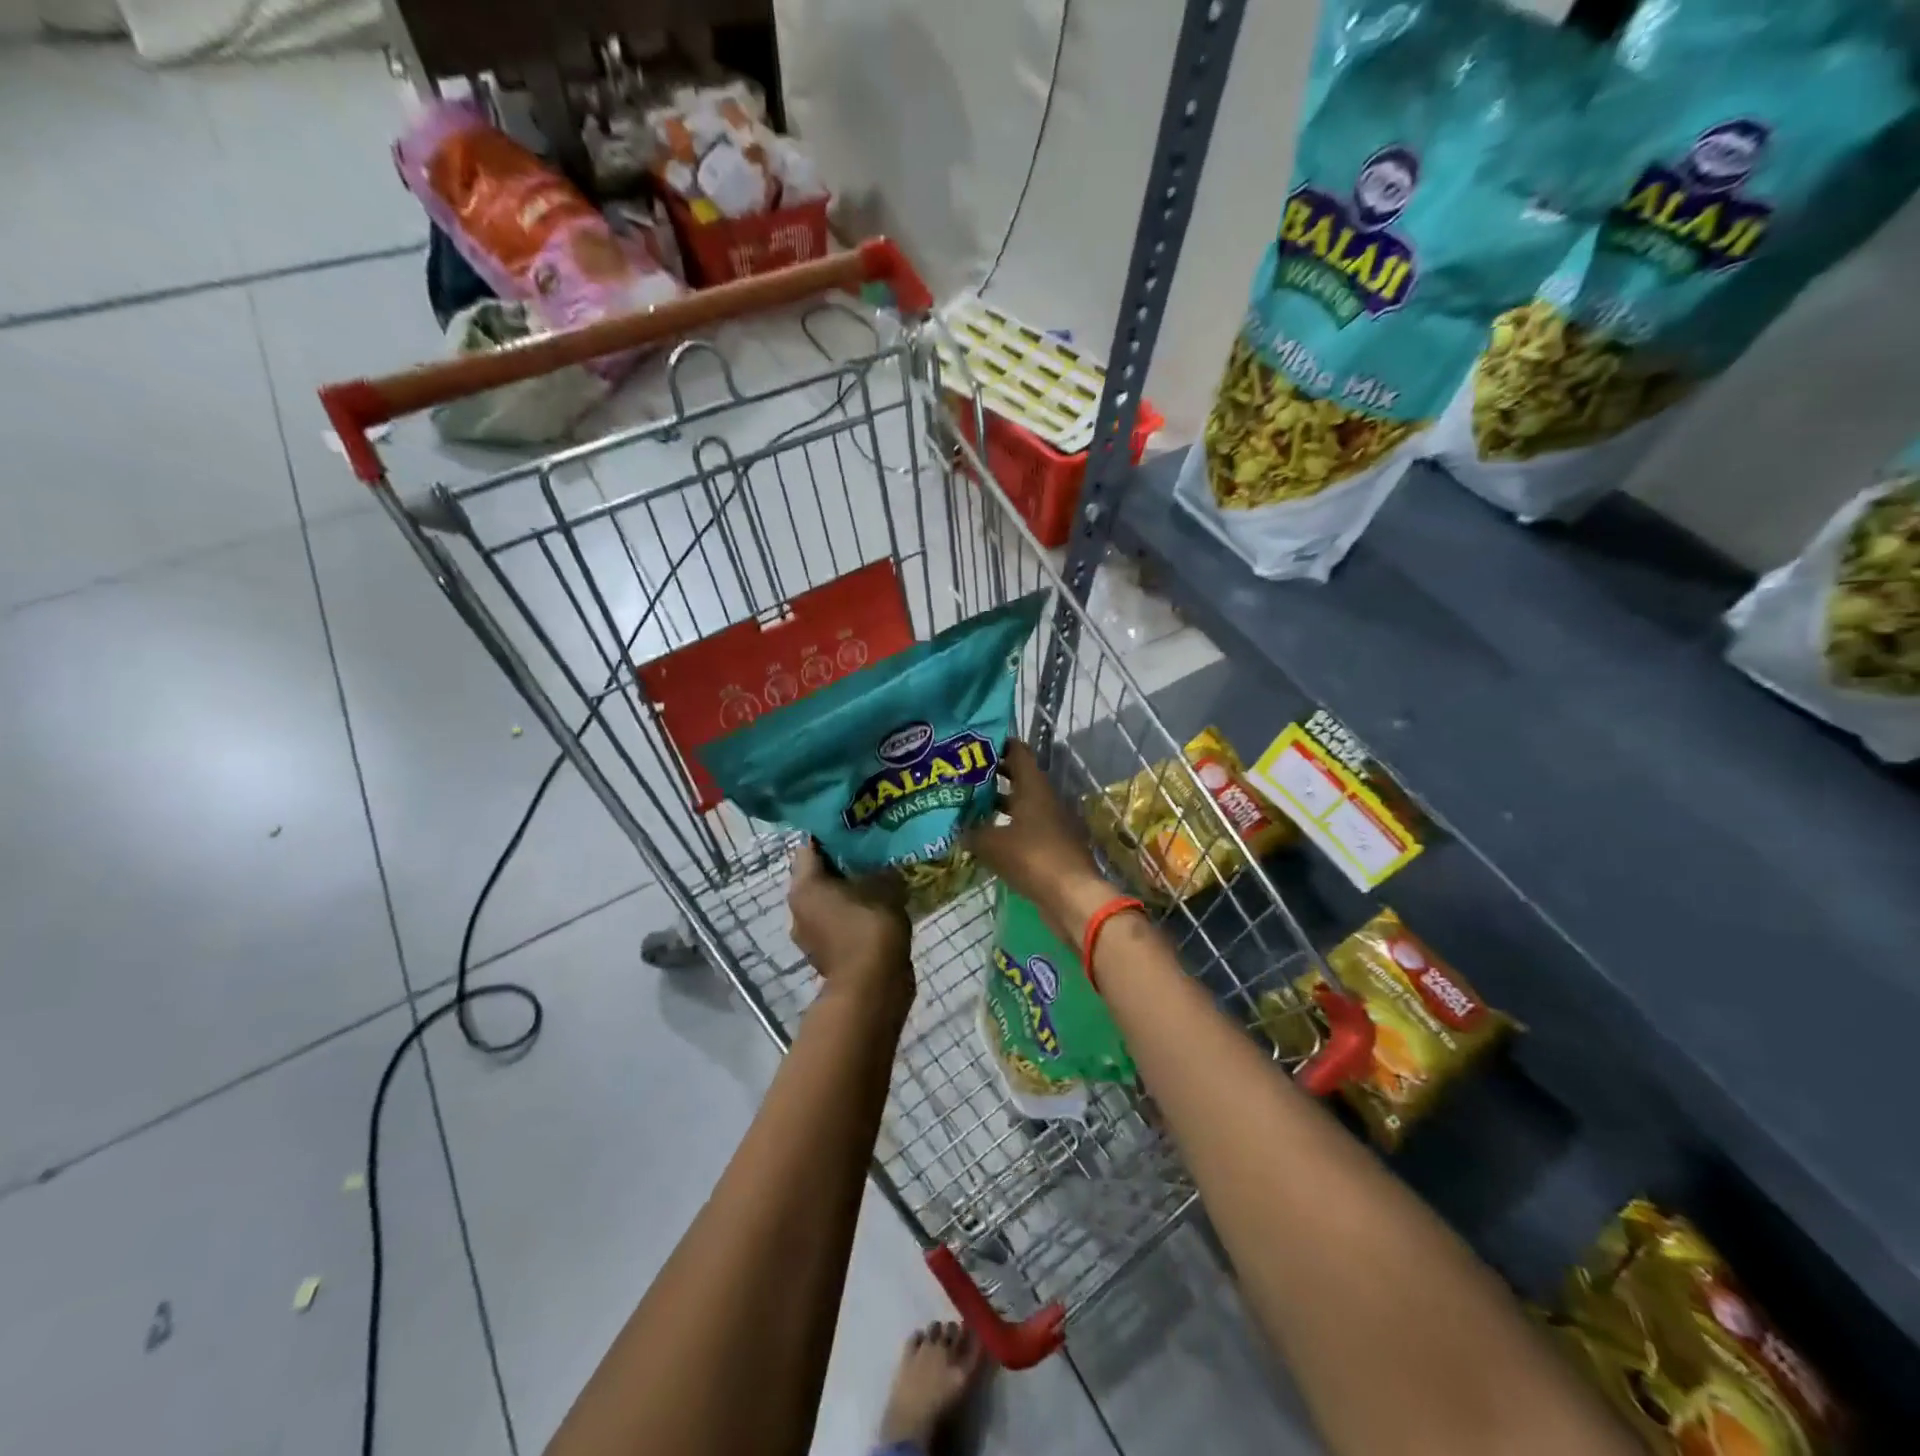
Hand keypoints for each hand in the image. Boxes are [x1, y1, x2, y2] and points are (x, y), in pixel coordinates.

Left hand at [788, 840, 912, 1004]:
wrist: (872, 988)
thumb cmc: (870, 927)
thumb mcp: (884, 885)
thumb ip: (881, 866)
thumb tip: (886, 858)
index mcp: (804, 886)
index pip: (810, 846)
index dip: (832, 833)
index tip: (856, 824)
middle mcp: (798, 908)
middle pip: (818, 873)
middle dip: (842, 861)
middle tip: (871, 848)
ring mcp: (810, 935)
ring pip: (828, 899)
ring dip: (848, 889)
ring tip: (878, 876)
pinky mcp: (826, 954)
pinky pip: (838, 922)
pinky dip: (853, 913)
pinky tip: (879, 906)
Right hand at [966, 741, 1114, 945]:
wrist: (1072, 896)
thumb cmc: (1032, 858)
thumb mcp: (991, 843)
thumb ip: (970, 831)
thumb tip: (955, 827)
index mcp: (1034, 786)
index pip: (1017, 751)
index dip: (997, 744)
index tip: (973, 744)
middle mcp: (1045, 798)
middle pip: (1018, 777)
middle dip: (992, 775)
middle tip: (963, 775)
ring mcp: (1052, 822)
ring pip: (1021, 804)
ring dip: (998, 803)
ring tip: (968, 806)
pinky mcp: (1052, 845)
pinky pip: (1026, 827)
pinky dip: (1007, 827)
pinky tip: (986, 838)